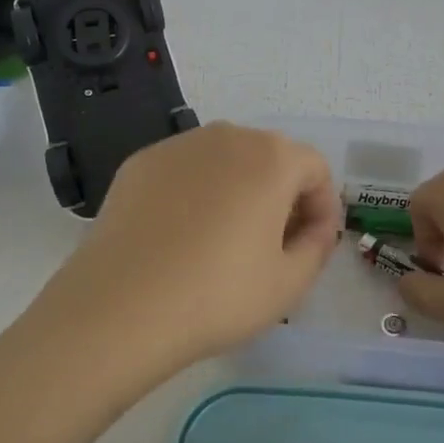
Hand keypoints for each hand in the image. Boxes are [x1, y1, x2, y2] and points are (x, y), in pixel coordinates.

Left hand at [34, 122, 341, 374]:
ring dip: (239, 189)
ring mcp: (178, 145)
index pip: (315, 168)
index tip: (312, 244)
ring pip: (226, 160)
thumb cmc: (218, 295)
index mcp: (271, 157)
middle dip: (282, 195)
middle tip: (273, 245)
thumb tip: (315, 228)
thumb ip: (317, 246)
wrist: (120, 307)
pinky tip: (181, 236)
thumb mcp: (289, 283)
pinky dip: (196, 192)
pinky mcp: (140, 162)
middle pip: (271, 157)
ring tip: (225, 240)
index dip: (322, 207)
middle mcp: (227, 135)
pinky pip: (185, 170)